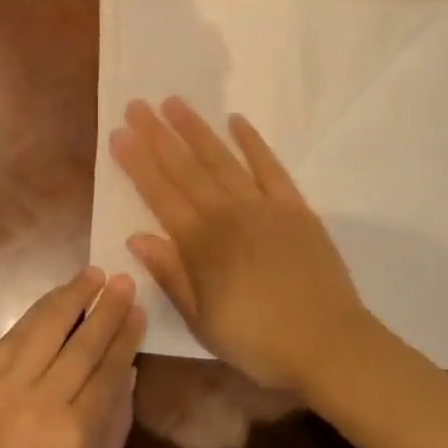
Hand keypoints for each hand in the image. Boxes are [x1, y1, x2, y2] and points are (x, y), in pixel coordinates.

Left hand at [0, 267, 143, 447]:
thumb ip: (114, 424)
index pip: (109, 368)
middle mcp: (42, 402)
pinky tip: (52, 299)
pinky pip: (11, 338)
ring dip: (70, 297)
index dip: (126, 334)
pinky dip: (35, 314)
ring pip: (45, 328)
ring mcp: (4, 388)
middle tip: (123, 279)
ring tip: (91, 274)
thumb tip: (127, 372)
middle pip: (82, 342)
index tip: (138, 307)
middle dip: (106, 307)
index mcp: (77, 434)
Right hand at [109, 97, 371, 393]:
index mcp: (201, 244)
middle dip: (158, 135)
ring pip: (222, 160)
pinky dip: (253, 142)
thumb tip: (137, 237)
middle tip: (137, 106)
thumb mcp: (202, 321)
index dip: (138, 163)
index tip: (119, 134)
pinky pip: (270, 167)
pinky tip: (236, 120)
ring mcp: (263, 207)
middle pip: (186, 168)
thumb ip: (170, 275)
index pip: (160, 194)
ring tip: (174, 103)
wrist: (328, 344)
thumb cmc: (258, 341)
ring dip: (196, 130)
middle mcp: (228, 215)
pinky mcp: (295, 207)